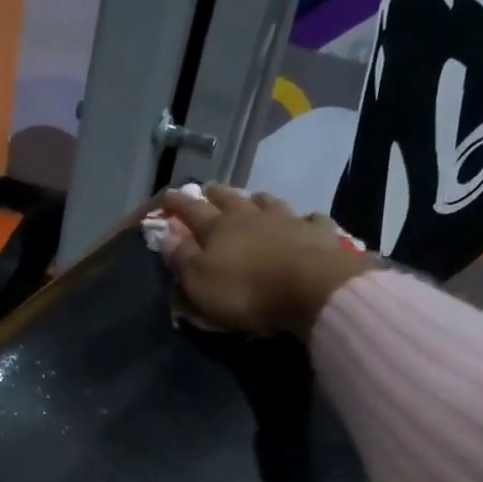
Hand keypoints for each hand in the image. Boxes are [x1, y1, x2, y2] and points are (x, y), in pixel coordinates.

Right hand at [157, 185, 370, 340]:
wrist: (309, 288)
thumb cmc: (245, 290)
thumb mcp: (200, 281)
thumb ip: (182, 257)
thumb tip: (165, 233)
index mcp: (218, 228)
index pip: (191, 210)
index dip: (177, 203)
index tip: (166, 195)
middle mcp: (251, 216)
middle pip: (229, 199)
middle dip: (215, 194)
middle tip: (208, 190)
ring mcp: (286, 220)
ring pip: (267, 202)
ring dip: (257, 199)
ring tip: (253, 198)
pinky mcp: (317, 233)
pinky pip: (309, 220)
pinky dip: (303, 219)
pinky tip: (304, 220)